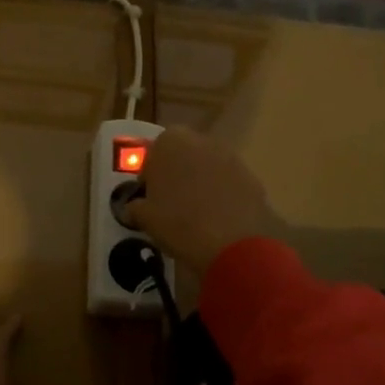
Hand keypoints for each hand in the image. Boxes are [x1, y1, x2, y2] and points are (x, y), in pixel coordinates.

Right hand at [127, 126, 276, 277]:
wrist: (233, 243)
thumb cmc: (178, 223)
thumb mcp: (144, 217)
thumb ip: (134, 207)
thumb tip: (133, 208)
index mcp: (170, 142)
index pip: (153, 153)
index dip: (150, 176)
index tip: (149, 197)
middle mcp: (201, 141)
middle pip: (183, 156)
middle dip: (176, 175)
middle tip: (170, 205)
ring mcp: (230, 157)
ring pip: (207, 168)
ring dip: (200, 184)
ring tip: (195, 215)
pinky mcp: (251, 177)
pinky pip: (228, 183)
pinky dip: (221, 196)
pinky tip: (217, 220)